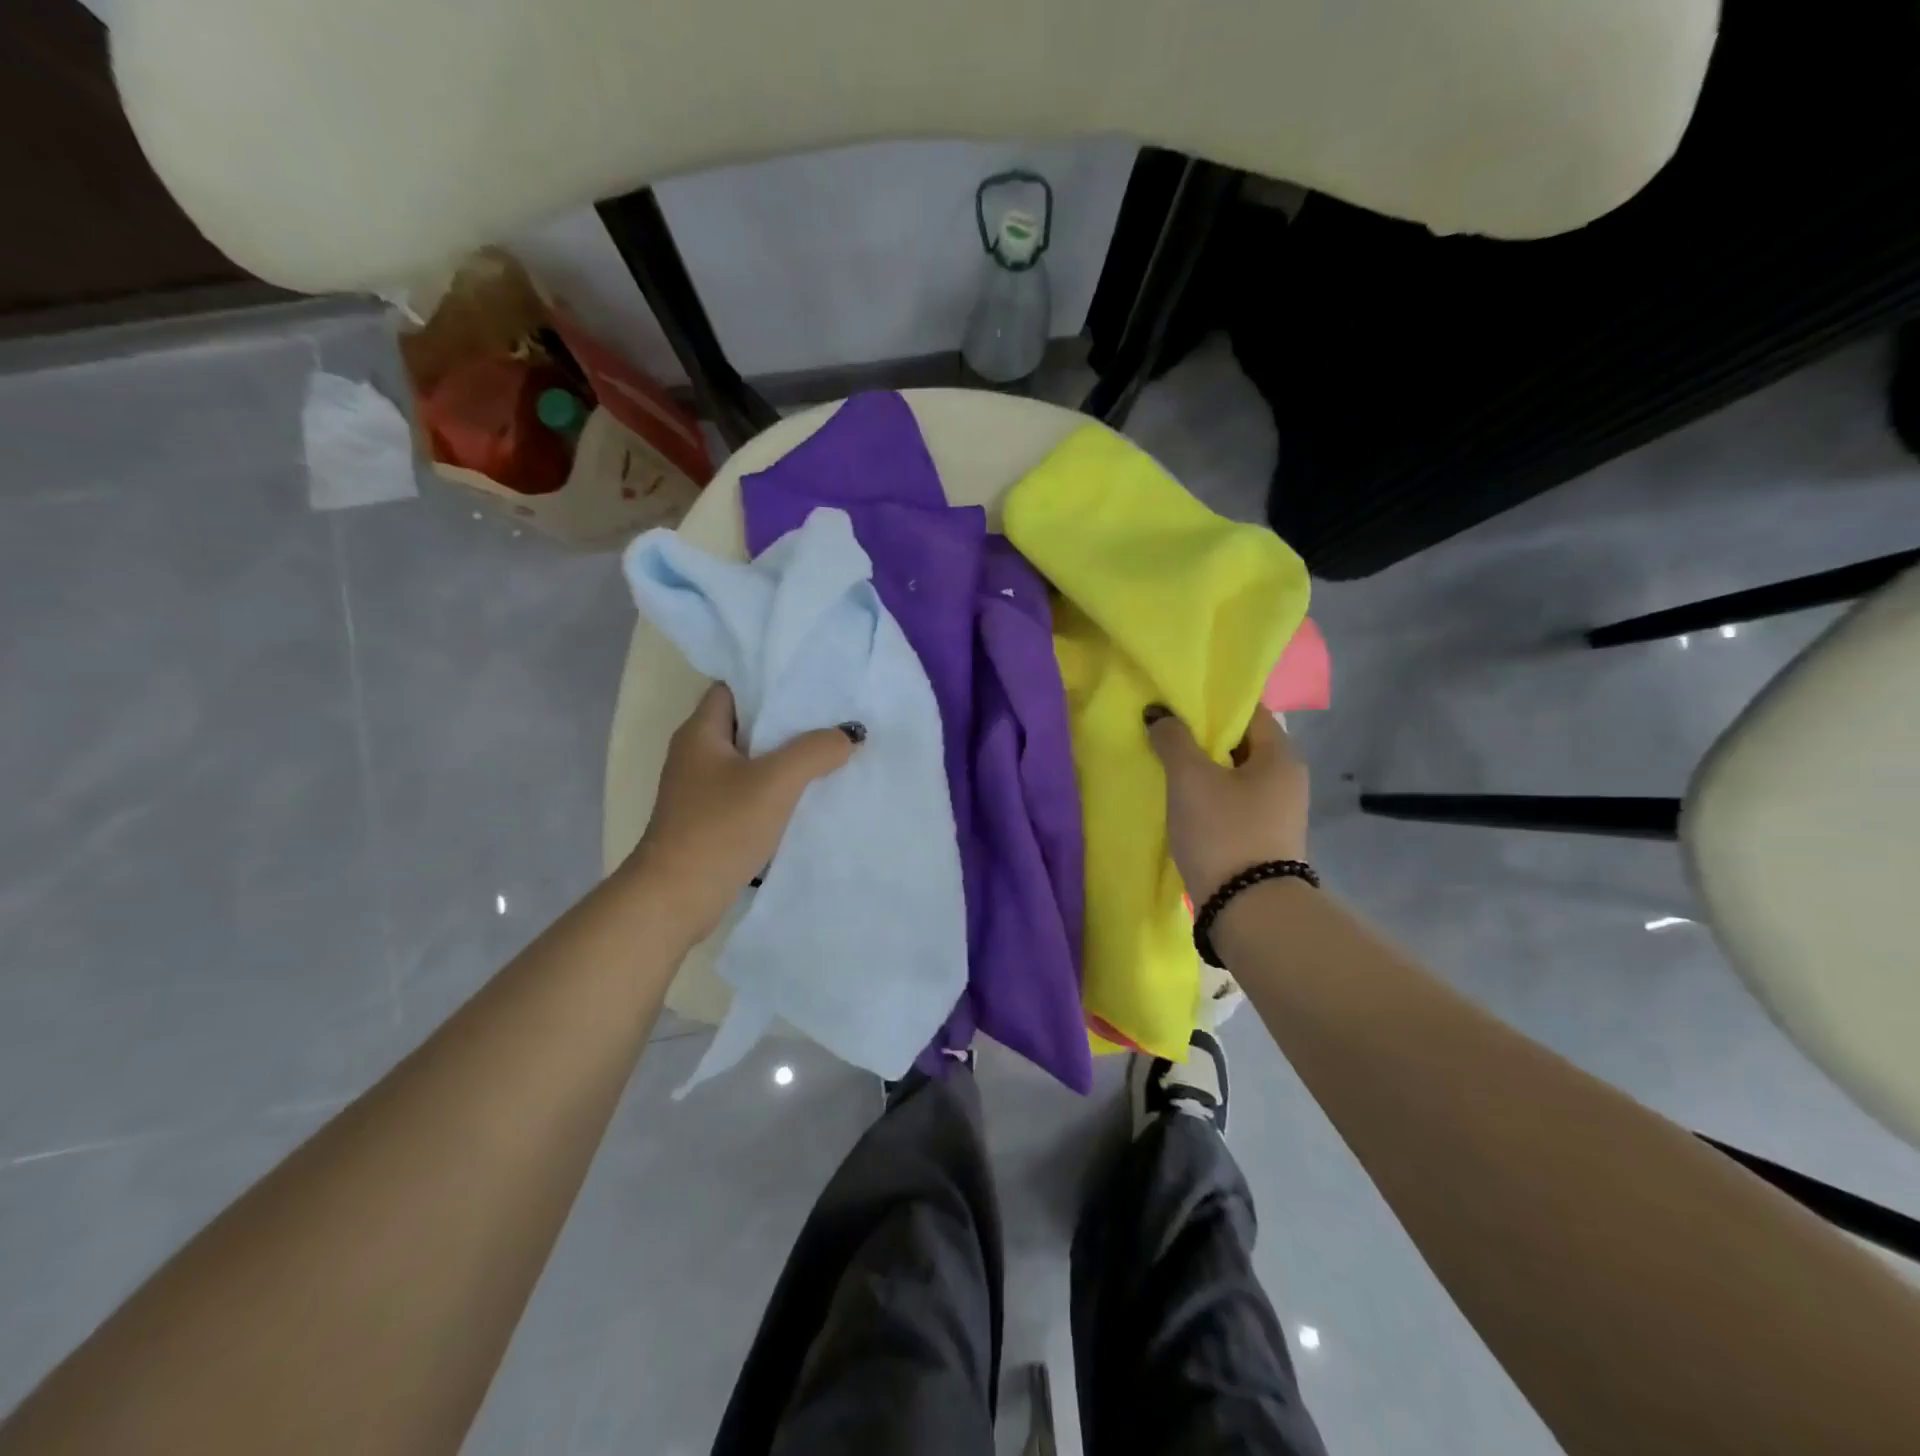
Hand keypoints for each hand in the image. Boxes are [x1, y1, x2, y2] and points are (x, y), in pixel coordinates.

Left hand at [628, 683, 861, 937]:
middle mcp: (695, 754)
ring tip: (829, 749)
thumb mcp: (775, 782)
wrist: (676, 898)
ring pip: (750, 759)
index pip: (733, 688)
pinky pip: (748, 790)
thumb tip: (850, 733)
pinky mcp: (710, 819)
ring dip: (783, 757)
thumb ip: (815, 751)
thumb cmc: (720, 828)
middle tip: (831, 715)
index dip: (769, 682)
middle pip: (745, 723)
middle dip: (786, 720)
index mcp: (700, 732)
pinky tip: (807, 793)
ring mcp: (700, 789)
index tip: (811, 683)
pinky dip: (775, 787)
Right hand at [1145, 705, 1308, 903]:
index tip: (1177, 700)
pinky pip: (1230, 801)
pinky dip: (1206, 794)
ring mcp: (1276, 811)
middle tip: (1162, 728)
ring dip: (1201, 767)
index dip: (1212, 702)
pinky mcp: (1260, 837)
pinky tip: (1179, 798)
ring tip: (1164, 761)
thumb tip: (1158, 712)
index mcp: (1280, 755)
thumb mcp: (1190, 779)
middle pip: (1239, 743)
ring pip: (1232, 774)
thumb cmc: (1223, 831)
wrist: (1247, 909)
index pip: (1248, 710)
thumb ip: (1173, 739)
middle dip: (1201, 736)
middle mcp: (1286, 778)